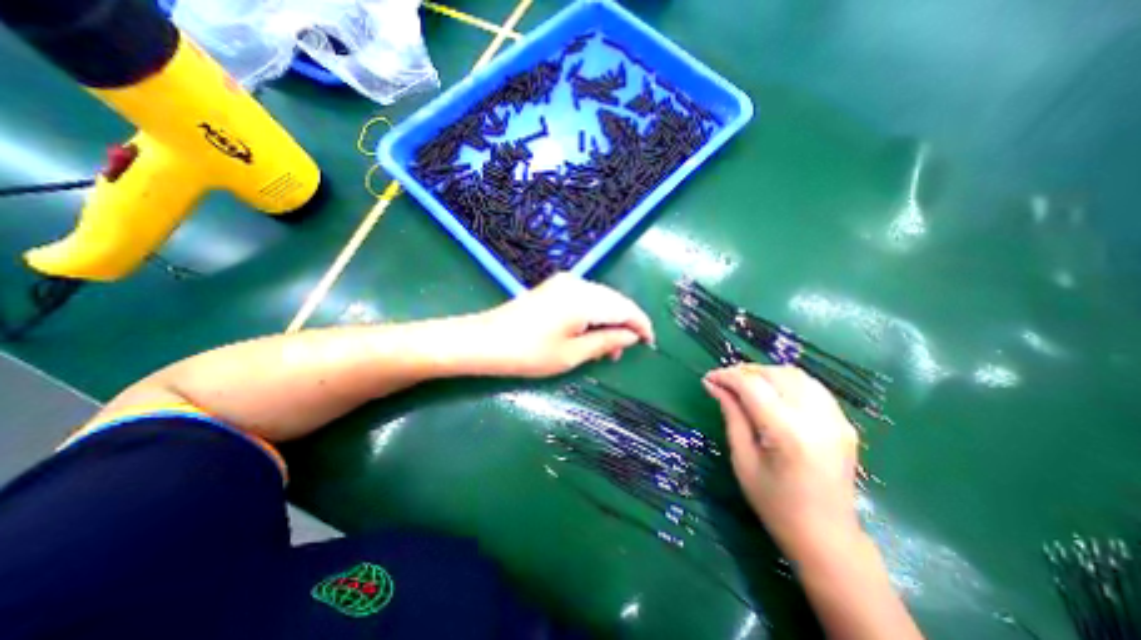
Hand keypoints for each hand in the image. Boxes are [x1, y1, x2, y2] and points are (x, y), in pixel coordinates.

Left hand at [470, 272, 649, 376]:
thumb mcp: (572, 354)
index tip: (650, 343)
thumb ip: (606, 341)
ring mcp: (564, 283)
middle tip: (622, 352)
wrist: (485, 340)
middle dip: (624, 325)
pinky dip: (594, 315)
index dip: (641, 325)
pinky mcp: (555, 287)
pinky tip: (590, 333)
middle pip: (614, 301)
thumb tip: (631, 336)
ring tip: (606, 349)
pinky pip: (586, 298)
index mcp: (584, 299)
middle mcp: (578, 283)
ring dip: (609, 321)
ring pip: (601, 299)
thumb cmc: (528, 353)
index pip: (625, 308)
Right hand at [705, 363, 866, 562]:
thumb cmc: (775, 503)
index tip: (708, 378)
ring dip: (765, 373)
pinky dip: (786, 381)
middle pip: (774, 374)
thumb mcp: (743, 459)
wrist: (827, 537)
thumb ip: (731, 415)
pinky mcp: (844, 422)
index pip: (752, 385)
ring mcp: (835, 419)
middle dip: (744, 372)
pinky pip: (811, 386)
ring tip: (745, 385)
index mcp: (787, 433)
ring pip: (794, 374)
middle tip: (724, 382)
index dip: (727, 376)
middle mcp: (816, 419)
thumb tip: (713, 384)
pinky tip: (772, 393)